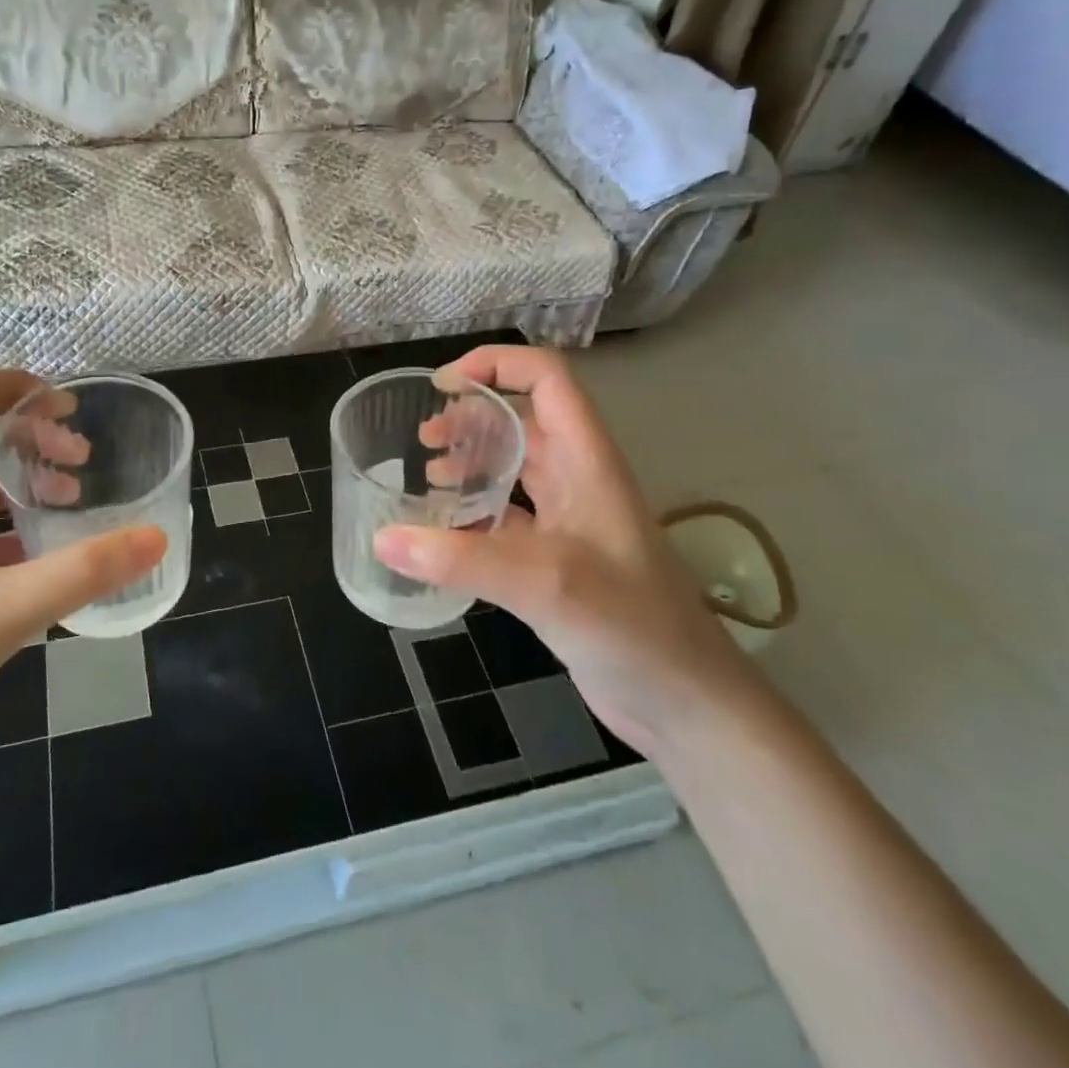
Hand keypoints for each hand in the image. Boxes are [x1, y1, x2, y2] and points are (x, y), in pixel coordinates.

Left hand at [0, 369, 165, 802]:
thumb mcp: (4, 611)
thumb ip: (84, 571)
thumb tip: (154, 537)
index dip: (9, 386)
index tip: (65, 406)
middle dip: (28, 437)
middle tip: (82, 459)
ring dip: (20, 483)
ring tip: (72, 501)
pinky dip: (9, 532)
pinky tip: (45, 558)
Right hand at [373, 346, 767, 758]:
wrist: (686, 702)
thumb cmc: (629, 624)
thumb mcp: (543, 582)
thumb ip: (460, 559)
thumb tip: (382, 538)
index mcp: (586, 459)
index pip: (545, 378)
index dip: (496, 365)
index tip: (442, 386)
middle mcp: (578, 478)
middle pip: (522, 419)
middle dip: (471, 417)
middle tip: (423, 440)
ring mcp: (570, 519)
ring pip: (514, 467)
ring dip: (472, 462)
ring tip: (428, 477)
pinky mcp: (559, 558)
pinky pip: (509, 516)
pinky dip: (474, 513)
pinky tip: (445, 534)